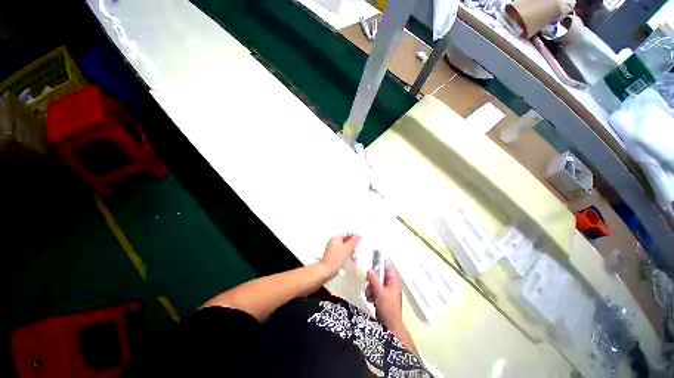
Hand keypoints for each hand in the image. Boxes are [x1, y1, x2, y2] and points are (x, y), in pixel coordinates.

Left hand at [319, 233, 360, 277]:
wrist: (326, 270)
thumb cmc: (336, 258)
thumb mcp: (346, 249)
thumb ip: (352, 242)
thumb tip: (358, 235)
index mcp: (336, 238)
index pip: (347, 233)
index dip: (354, 236)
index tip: (360, 241)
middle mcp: (334, 241)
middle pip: (346, 239)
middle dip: (352, 243)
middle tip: (358, 248)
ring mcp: (333, 248)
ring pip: (344, 245)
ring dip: (350, 249)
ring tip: (355, 255)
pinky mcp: (334, 254)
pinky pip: (342, 251)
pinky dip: (347, 253)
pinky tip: (351, 258)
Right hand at [366, 263, 402, 330]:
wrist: (389, 326)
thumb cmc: (388, 308)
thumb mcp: (380, 292)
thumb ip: (374, 280)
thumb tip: (369, 270)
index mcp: (394, 281)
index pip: (388, 266)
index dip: (381, 263)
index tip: (372, 261)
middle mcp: (390, 284)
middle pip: (379, 274)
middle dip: (372, 279)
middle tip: (368, 282)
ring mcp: (385, 290)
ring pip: (375, 282)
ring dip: (370, 287)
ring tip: (370, 295)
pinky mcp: (381, 296)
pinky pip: (373, 289)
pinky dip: (370, 293)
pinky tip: (370, 299)